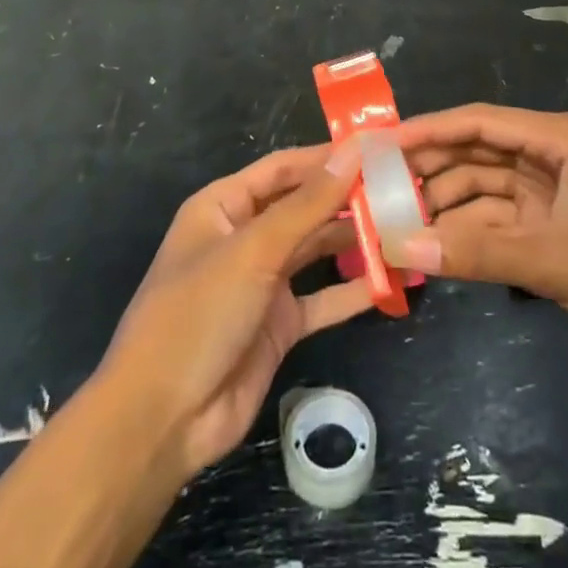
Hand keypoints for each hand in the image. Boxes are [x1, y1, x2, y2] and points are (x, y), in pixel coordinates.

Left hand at [97, 144, 372, 478]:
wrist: (162, 421)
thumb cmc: (198, 314)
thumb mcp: (253, 251)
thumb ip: (307, 204)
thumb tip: (354, 152)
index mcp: (223, 207)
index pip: (283, 168)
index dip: (327, 156)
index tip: (377, 146)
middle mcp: (244, 238)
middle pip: (303, 206)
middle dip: (347, 197)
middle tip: (402, 186)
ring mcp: (262, 282)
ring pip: (316, 249)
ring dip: (354, 239)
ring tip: (404, 226)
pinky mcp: (279, 325)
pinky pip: (322, 298)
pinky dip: (352, 290)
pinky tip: (390, 279)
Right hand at [397, 105, 567, 365]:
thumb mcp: (556, 260)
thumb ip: (478, 253)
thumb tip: (403, 247)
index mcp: (557, 139)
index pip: (478, 122)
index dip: (427, 130)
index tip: (381, 143)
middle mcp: (549, 155)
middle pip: (476, 152)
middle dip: (430, 169)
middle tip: (377, 188)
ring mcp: (550, 190)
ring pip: (482, 187)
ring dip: (445, 204)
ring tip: (397, 222)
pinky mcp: (551, 223)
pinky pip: (497, 219)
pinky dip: (468, 231)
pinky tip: (434, 246)